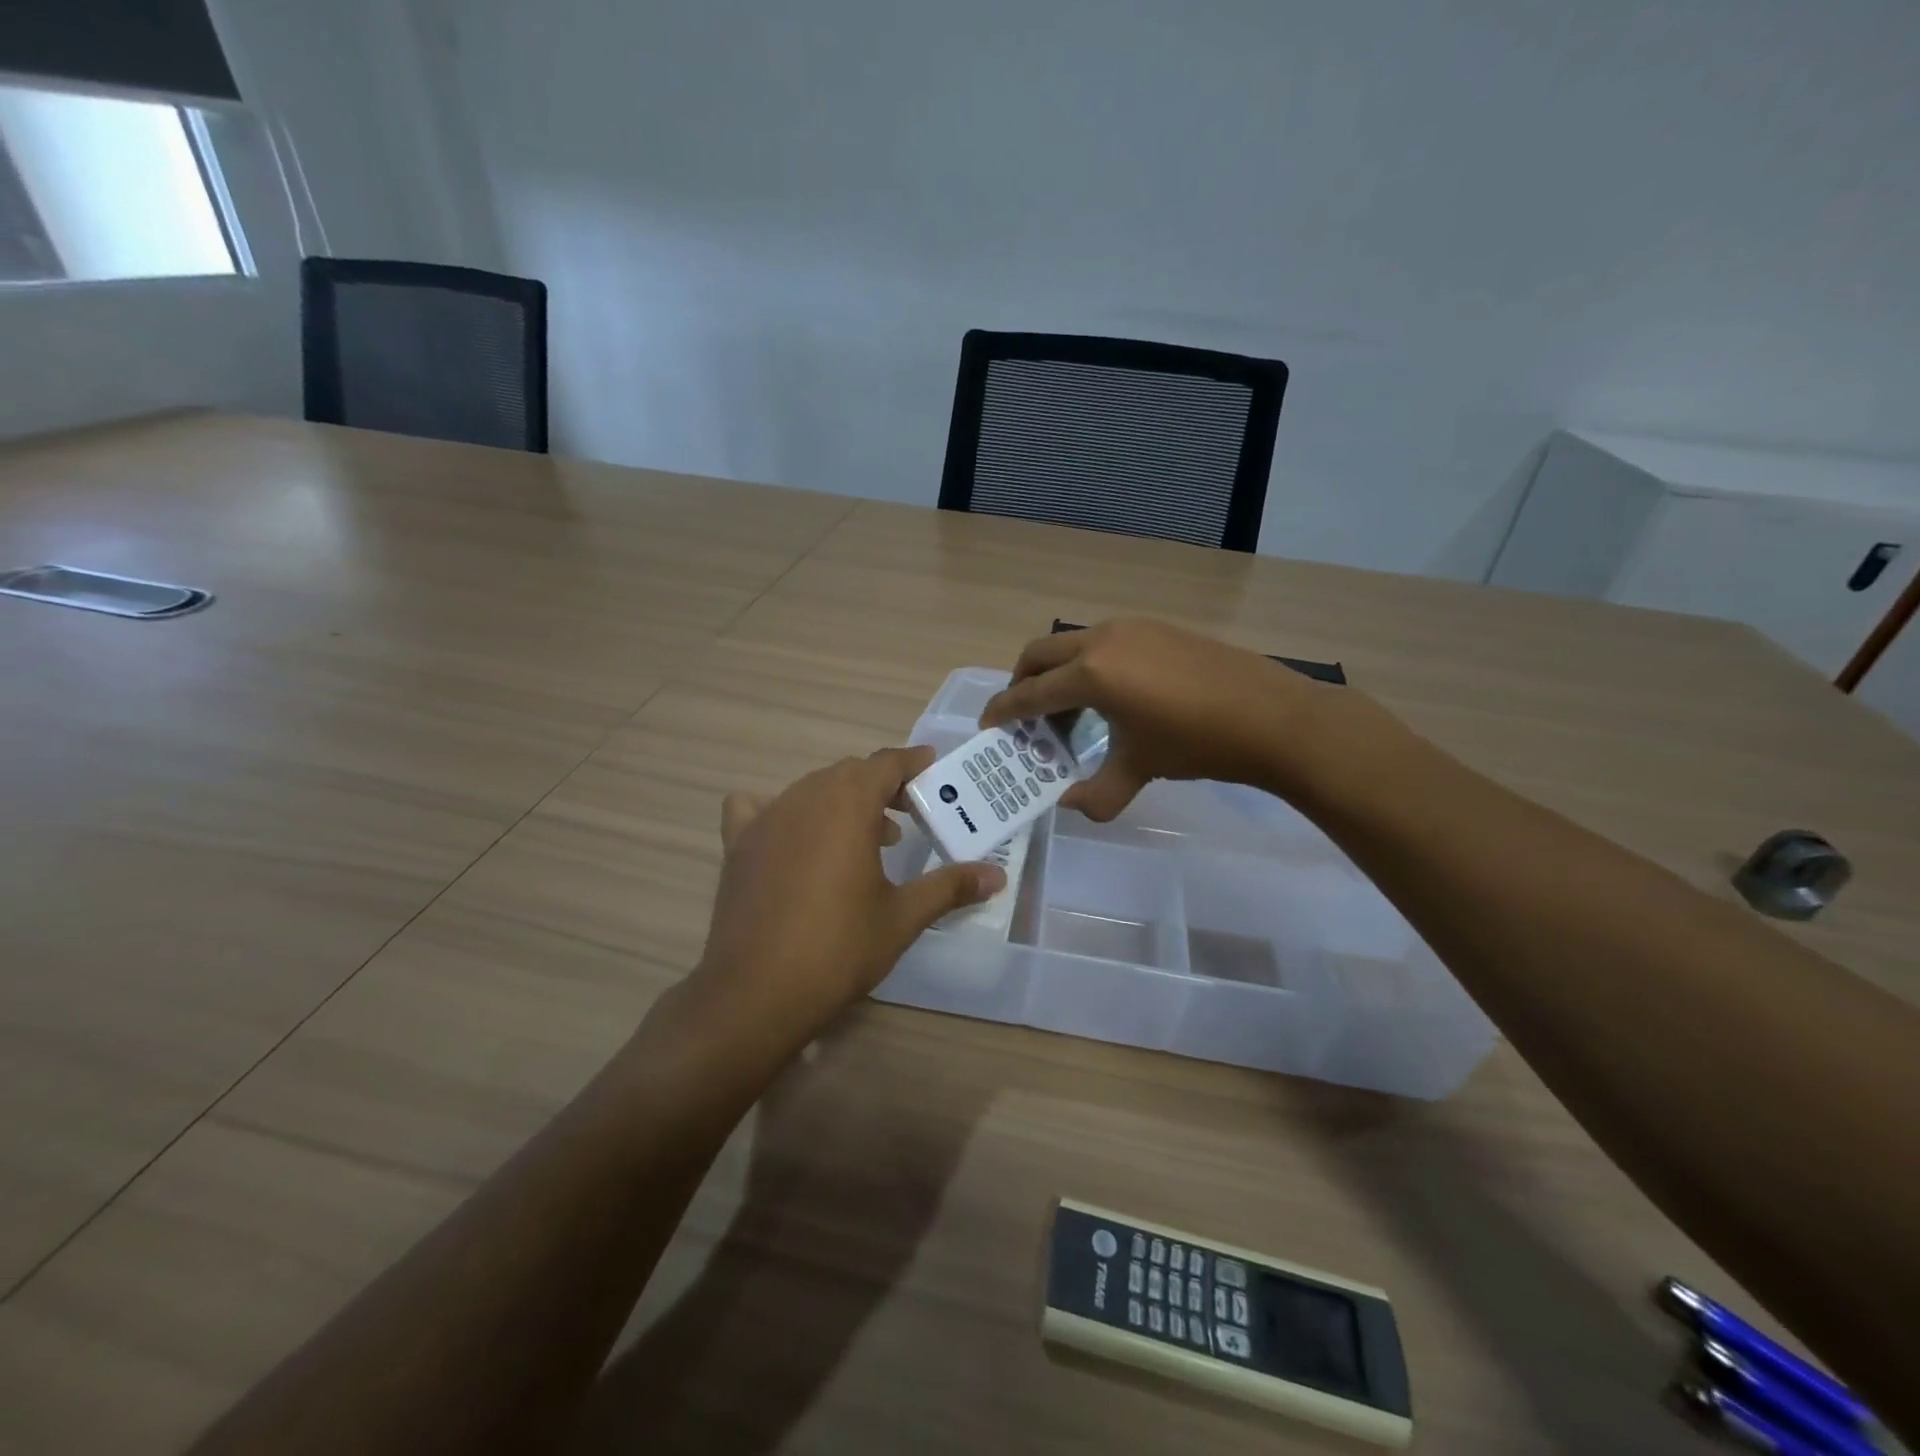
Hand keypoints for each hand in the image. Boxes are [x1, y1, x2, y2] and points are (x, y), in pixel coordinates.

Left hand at [686, 748, 1004, 1055]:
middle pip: (849, 773)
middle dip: (882, 786)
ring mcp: (766, 818)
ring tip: (866, 839)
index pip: (886, 763)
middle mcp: (805, 797)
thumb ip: (949, 887)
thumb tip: (996, 876)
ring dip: (842, 801)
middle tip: (909, 814)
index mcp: (848, 804)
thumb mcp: (902, 917)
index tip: (932, 769)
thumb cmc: (839, 948)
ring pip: (811, 789)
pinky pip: (757, 807)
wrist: (756, 992)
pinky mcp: (738, 844)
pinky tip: (791, 840)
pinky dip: (780, 811)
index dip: (912, 763)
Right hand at [979, 618, 1328, 820]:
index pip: (1029, 692)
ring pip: (1073, 644)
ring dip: (1058, 673)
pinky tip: (1113, 696)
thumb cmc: (1197, 744)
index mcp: (1090, 674)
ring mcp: (1132, 628)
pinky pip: (1104, 642)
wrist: (1273, 717)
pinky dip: (1089, 665)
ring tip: (1069, 711)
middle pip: (1039, 654)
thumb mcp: (1139, 770)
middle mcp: (1102, 640)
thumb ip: (1097, 793)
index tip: (989, 725)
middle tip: (1024, 716)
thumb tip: (1071, 805)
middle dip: (1022, 683)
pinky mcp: (1157, 627)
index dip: (1003, 711)